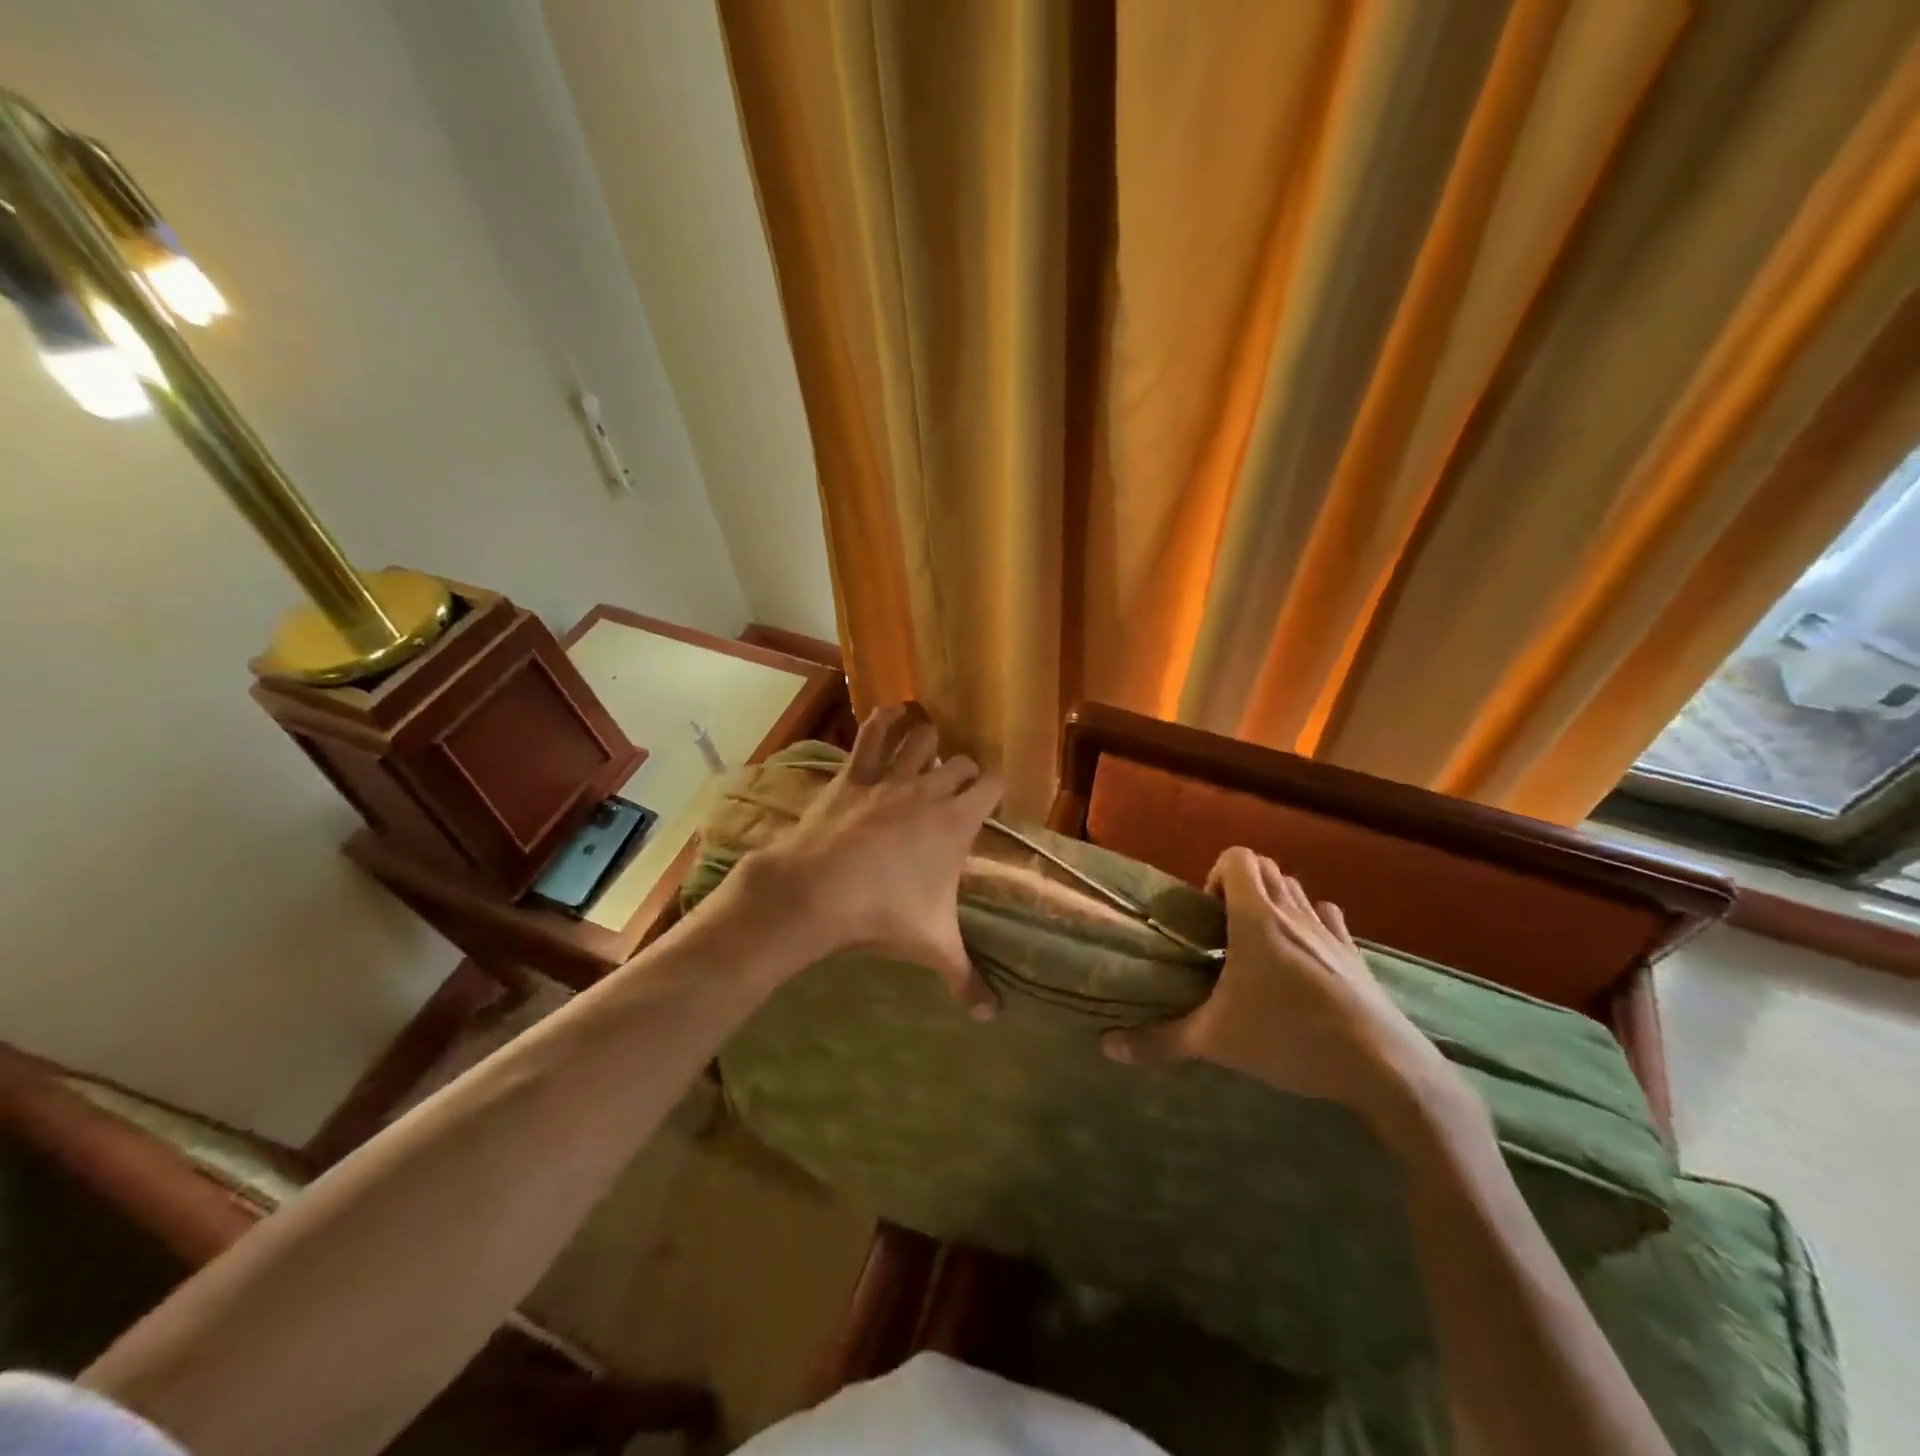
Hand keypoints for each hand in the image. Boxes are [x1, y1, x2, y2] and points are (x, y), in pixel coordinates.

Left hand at [729, 703, 1003, 1015]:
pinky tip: (891, 713)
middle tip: (956, 793)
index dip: (995, 790)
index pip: (993, 785)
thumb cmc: (883, 914)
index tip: (990, 804)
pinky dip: (883, 720)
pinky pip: (872, 733)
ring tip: (926, 753)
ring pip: (922, 737)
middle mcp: (929, 789)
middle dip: (963, 773)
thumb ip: (965, 976)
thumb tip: (990, 1016)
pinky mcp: (852, 773)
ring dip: (928, 741)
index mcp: (956, 822)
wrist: (817, 891)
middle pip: (961, 762)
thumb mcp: (932, 945)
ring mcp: (889, 776)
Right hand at [1101, 848, 1476, 1143]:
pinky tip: (1303, 958)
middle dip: (1240, 887)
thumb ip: (1161, 1041)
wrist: (1383, 1067)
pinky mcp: (1358, 956)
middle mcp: (1294, 912)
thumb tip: (1106, 1047)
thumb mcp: (1216, 1040)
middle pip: (1267, 868)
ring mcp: (1331, 932)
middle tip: (1225, 931)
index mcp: (1256, 917)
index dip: (1216, 874)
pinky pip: (1329, 918)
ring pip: (1298, 890)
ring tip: (1260, 946)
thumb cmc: (1289, 1038)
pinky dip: (1311, 923)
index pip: (1237, 857)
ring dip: (1275, 902)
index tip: (1206, 916)